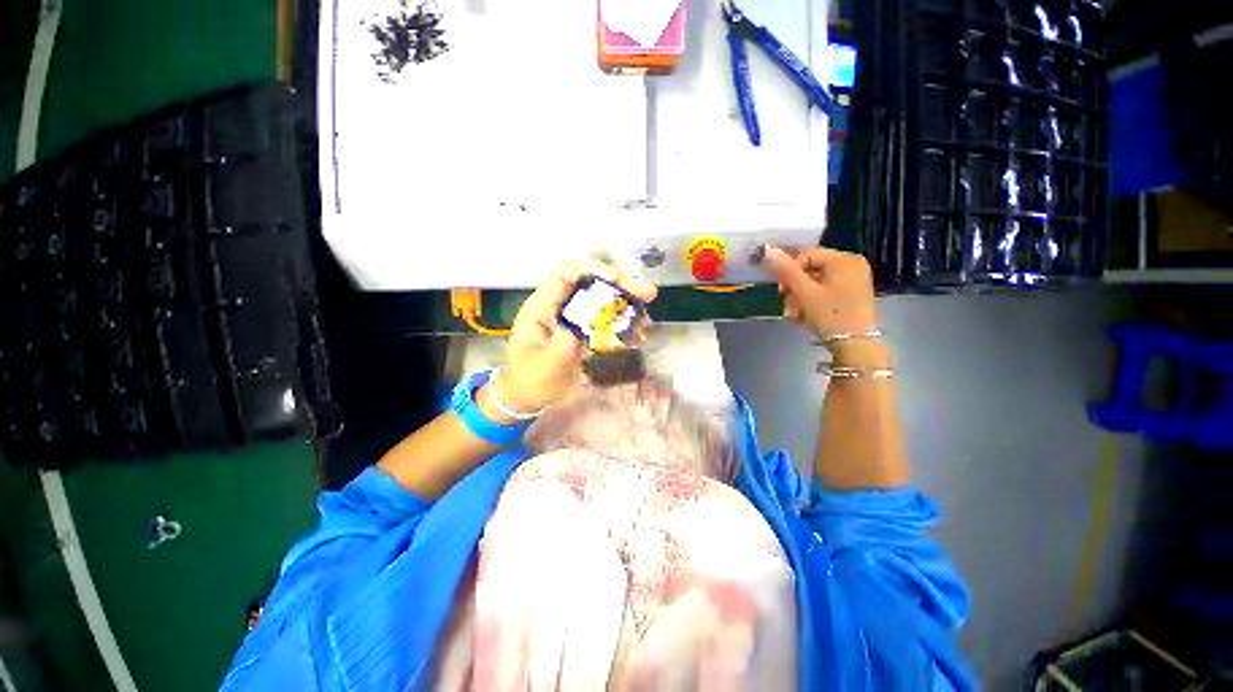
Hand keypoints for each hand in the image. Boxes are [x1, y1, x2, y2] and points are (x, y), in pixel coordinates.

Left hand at [491, 260, 656, 415]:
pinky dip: (623, 323)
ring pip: (601, 299)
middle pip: (590, 283)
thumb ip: (559, 348)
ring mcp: (571, 318)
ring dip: (626, 304)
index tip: (617, 279)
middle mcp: (558, 306)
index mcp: (542, 307)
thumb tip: (580, 328)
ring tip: (646, 319)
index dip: (591, 269)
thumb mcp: (542, 369)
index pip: (565, 274)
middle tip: (648, 294)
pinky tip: (637, 334)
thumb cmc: (529, 381)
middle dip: (620, 284)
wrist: (525, 396)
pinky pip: (605, 320)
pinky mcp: (582, 331)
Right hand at [763, 245, 879, 349]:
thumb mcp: (804, 293)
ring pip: (816, 281)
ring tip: (794, 314)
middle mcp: (852, 264)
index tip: (782, 291)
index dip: (790, 271)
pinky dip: (812, 301)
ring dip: (799, 297)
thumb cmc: (831, 316)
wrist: (856, 346)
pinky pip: (825, 290)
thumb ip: (786, 271)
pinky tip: (805, 315)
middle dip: (794, 287)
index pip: (806, 255)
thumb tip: (767, 249)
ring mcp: (854, 280)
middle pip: (811, 269)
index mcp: (844, 259)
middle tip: (787, 305)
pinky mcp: (852, 294)